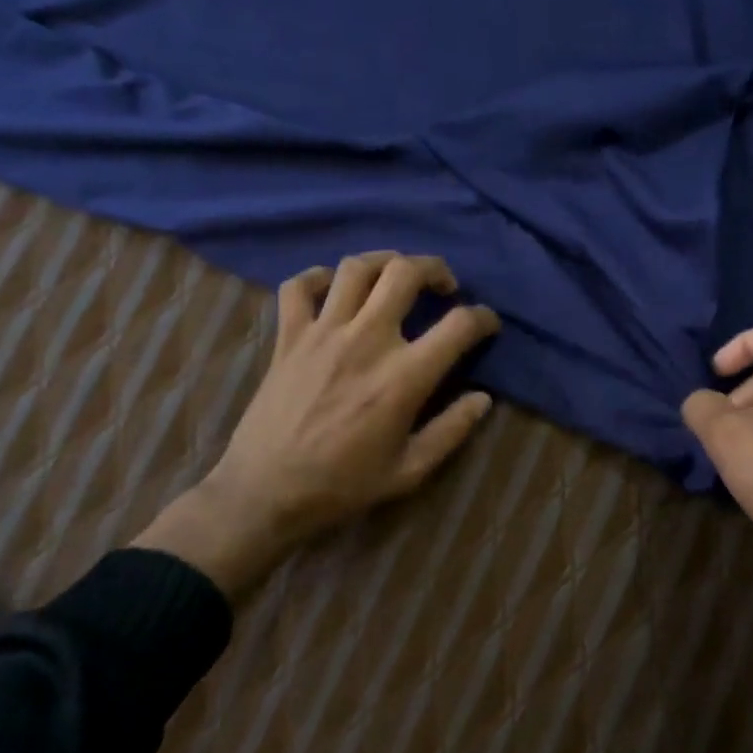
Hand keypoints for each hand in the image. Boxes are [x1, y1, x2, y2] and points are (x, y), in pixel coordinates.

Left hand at [136, 252, 499, 602]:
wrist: (265, 492)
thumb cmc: (342, 485)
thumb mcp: (409, 471)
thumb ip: (452, 430)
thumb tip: (483, 398)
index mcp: (403, 376)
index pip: (459, 325)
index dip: (483, 318)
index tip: (488, 324)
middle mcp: (367, 340)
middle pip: (406, 273)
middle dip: (435, 268)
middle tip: (444, 285)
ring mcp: (323, 333)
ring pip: (356, 267)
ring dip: (384, 261)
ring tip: (396, 275)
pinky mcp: (288, 336)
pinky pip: (299, 286)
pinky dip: (318, 277)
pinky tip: (333, 288)